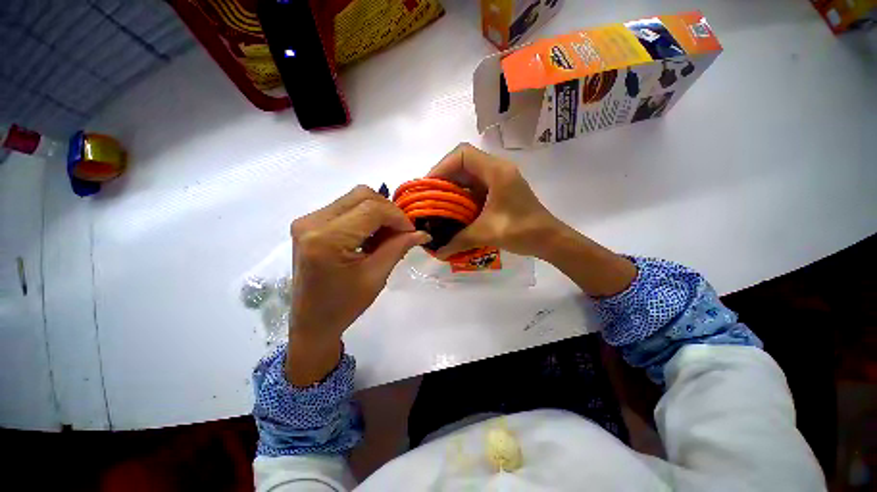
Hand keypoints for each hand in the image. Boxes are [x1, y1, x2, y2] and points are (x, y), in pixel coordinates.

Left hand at [286, 186, 430, 384]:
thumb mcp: (376, 277)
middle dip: (389, 211)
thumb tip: (423, 232)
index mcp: (327, 239)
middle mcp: (312, 221)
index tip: (412, 232)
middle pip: (362, 195)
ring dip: (377, 213)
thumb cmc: (344, 305)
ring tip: (386, 236)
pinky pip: (346, 207)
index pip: (372, 208)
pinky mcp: (309, 223)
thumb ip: (398, 247)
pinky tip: (370, 236)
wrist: (312, 321)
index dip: (398, 217)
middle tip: (401, 233)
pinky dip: (365, 216)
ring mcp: (308, 220)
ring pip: (355, 198)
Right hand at [427, 143, 561, 258]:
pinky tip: (453, 210)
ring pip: (468, 175)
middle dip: (444, 178)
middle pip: (463, 163)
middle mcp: (497, 170)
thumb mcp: (487, 233)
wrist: (549, 239)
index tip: (429, 186)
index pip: (462, 154)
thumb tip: (436, 252)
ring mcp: (498, 180)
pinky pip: (474, 187)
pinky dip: (461, 196)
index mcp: (496, 172)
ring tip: (437, 204)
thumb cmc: (523, 231)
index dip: (442, 166)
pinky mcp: (498, 191)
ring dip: (452, 187)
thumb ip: (459, 240)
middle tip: (430, 197)